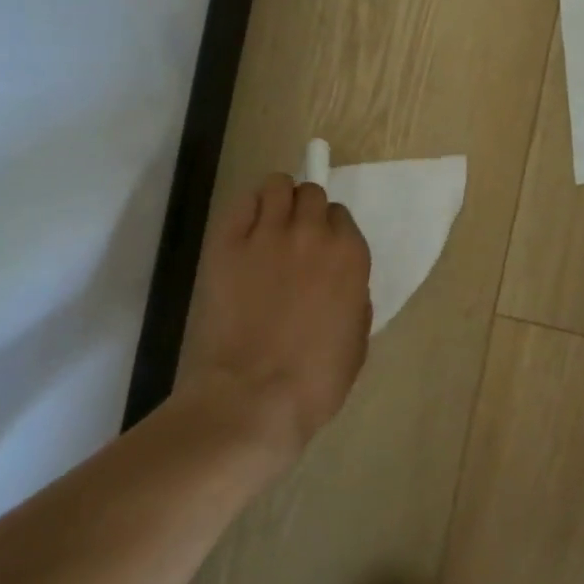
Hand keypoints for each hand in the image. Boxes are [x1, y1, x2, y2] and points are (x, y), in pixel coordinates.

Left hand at [174, 174, 372, 463]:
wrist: (252, 397)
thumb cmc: (315, 381)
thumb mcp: (357, 339)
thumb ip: (354, 298)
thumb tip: (341, 283)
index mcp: (349, 255)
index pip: (341, 217)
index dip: (330, 233)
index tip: (320, 252)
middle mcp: (312, 233)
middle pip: (311, 194)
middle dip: (305, 211)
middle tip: (294, 238)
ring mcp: (267, 234)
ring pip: (277, 185)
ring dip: (278, 199)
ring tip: (269, 226)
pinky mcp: (227, 243)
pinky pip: (242, 202)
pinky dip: (247, 208)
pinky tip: (245, 230)